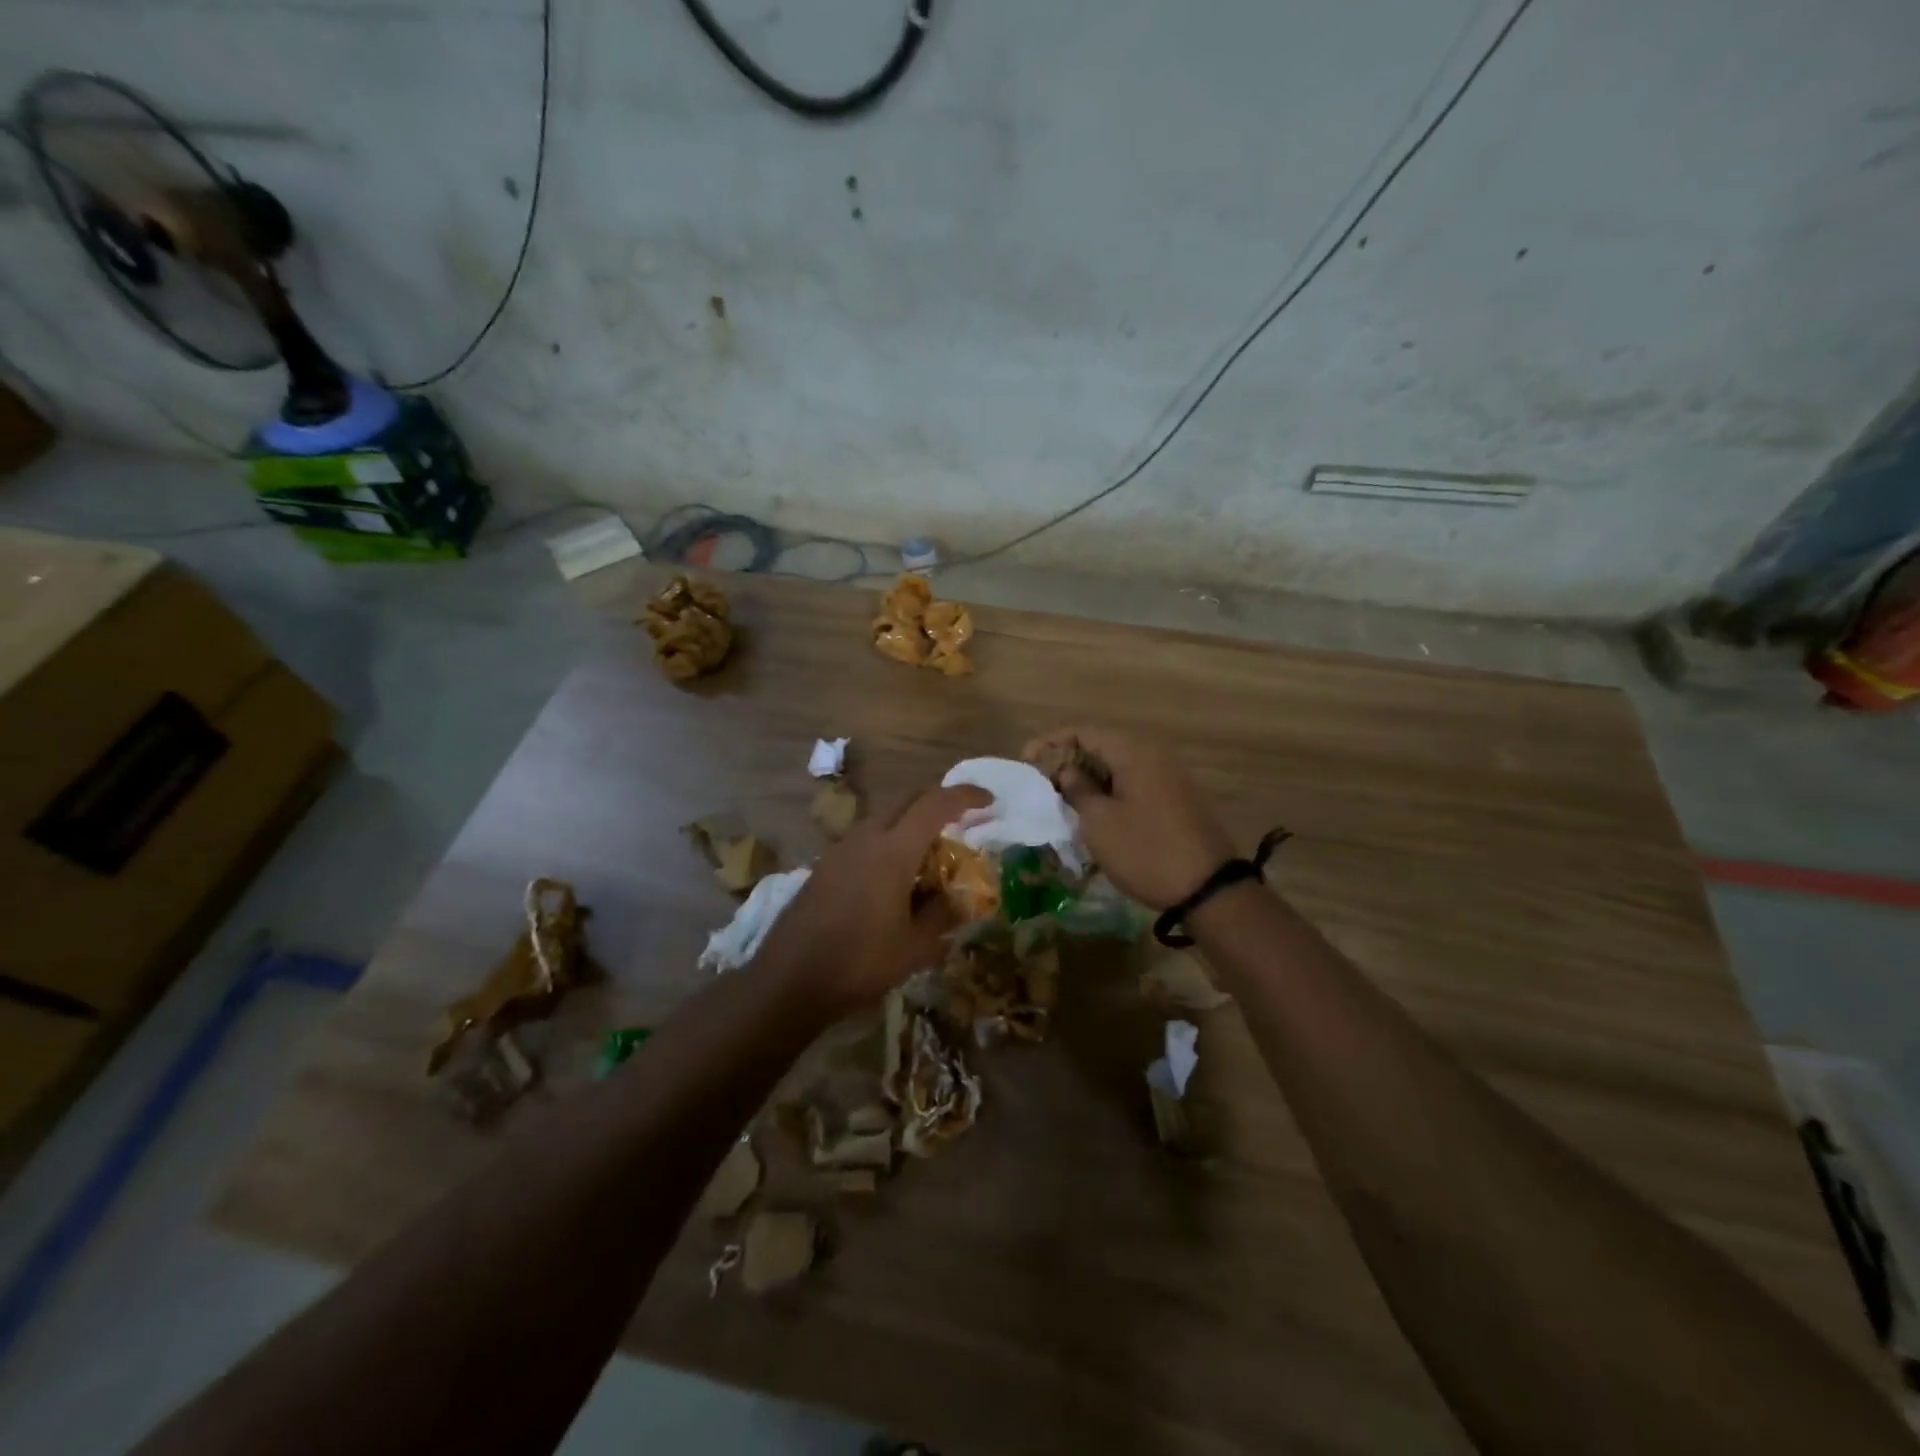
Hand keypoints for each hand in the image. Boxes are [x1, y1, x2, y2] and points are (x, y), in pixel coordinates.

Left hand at [751, 783, 991, 1015]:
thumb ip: (942, 915)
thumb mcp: (915, 947)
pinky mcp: (824, 866)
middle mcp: (866, 838)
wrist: (789, 979)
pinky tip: (894, 879)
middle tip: (962, 823)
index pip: (935, 804)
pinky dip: (888, 844)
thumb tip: (958, 900)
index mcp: (893, 849)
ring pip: (884, 819)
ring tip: (929, 857)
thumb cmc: (860, 961)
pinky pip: (865, 840)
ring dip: (911, 826)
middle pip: (907, 801)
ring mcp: (840, 849)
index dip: (965, 797)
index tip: (989, 802)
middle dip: (938, 804)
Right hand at [1024, 727, 1233, 909]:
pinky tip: (1092, 810)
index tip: (1026, 761)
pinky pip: (1133, 782)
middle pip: (1101, 745)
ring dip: (1088, 777)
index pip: (1084, 731)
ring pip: (1117, 766)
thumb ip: (1077, 789)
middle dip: (1068, 760)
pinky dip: (1109, 790)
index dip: (1051, 742)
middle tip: (1041, 781)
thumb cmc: (1145, 851)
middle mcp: (1153, 755)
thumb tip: (1066, 771)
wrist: (1208, 888)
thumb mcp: (1099, 822)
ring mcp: (1168, 776)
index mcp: (1134, 752)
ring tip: (1061, 797)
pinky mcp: (1174, 798)